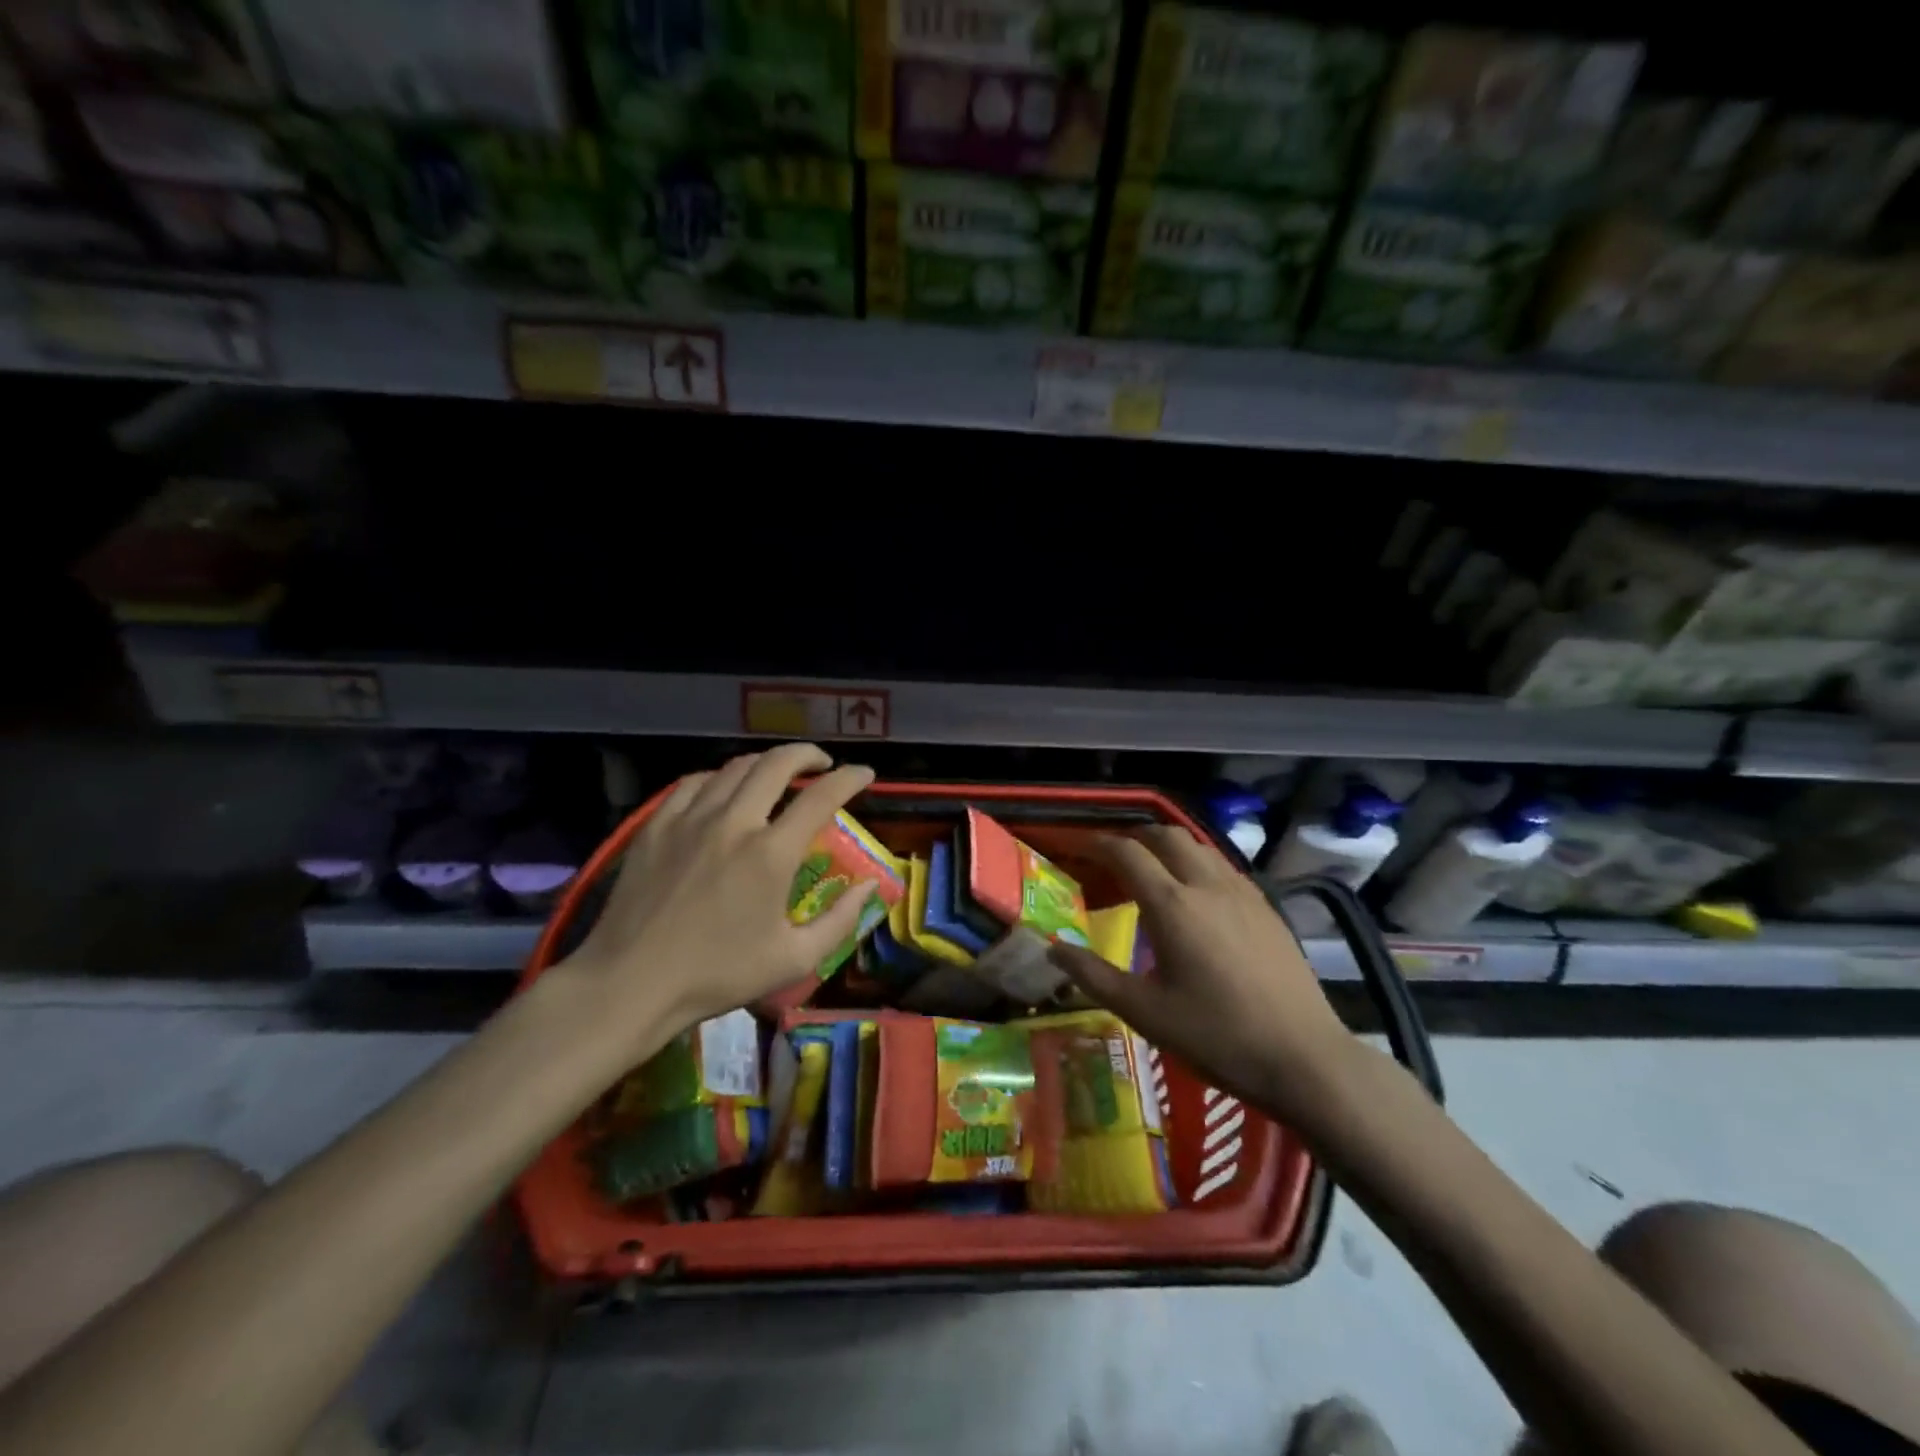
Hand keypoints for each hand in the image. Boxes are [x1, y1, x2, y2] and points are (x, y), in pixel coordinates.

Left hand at [558, 744, 877, 1049]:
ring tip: (778, 774)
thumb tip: (870, 885)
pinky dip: (720, 778)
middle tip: (822, 763)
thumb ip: (841, 920)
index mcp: (771, 854)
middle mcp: (733, 822)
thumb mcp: (794, 959)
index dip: (850, 778)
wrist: (630, 983)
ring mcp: (690, 819)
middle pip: (777, 764)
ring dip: (766, 764)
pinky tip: (724, 790)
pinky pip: (694, 782)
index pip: (822, 796)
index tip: (865, 773)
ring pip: (735, 767)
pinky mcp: (656, 825)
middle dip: (808, 754)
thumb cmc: (717, 975)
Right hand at [1048, 827, 1358, 1125]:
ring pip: (1199, 846)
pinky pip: (1223, 866)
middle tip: (1113, 855)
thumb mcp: (1145, 1013)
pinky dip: (1197, 863)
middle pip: (1166, 836)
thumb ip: (1094, 976)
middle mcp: (1207, 885)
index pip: (1127, 853)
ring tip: (1151, 868)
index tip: (1078, 846)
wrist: (1304, 1058)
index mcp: (1172, 905)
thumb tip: (1054, 951)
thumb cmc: (1217, 1036)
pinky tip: (1196, 893)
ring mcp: (1242, 893)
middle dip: (1134, 836)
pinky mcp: (1266, 907)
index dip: (1098, 843)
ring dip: (1168, 846)